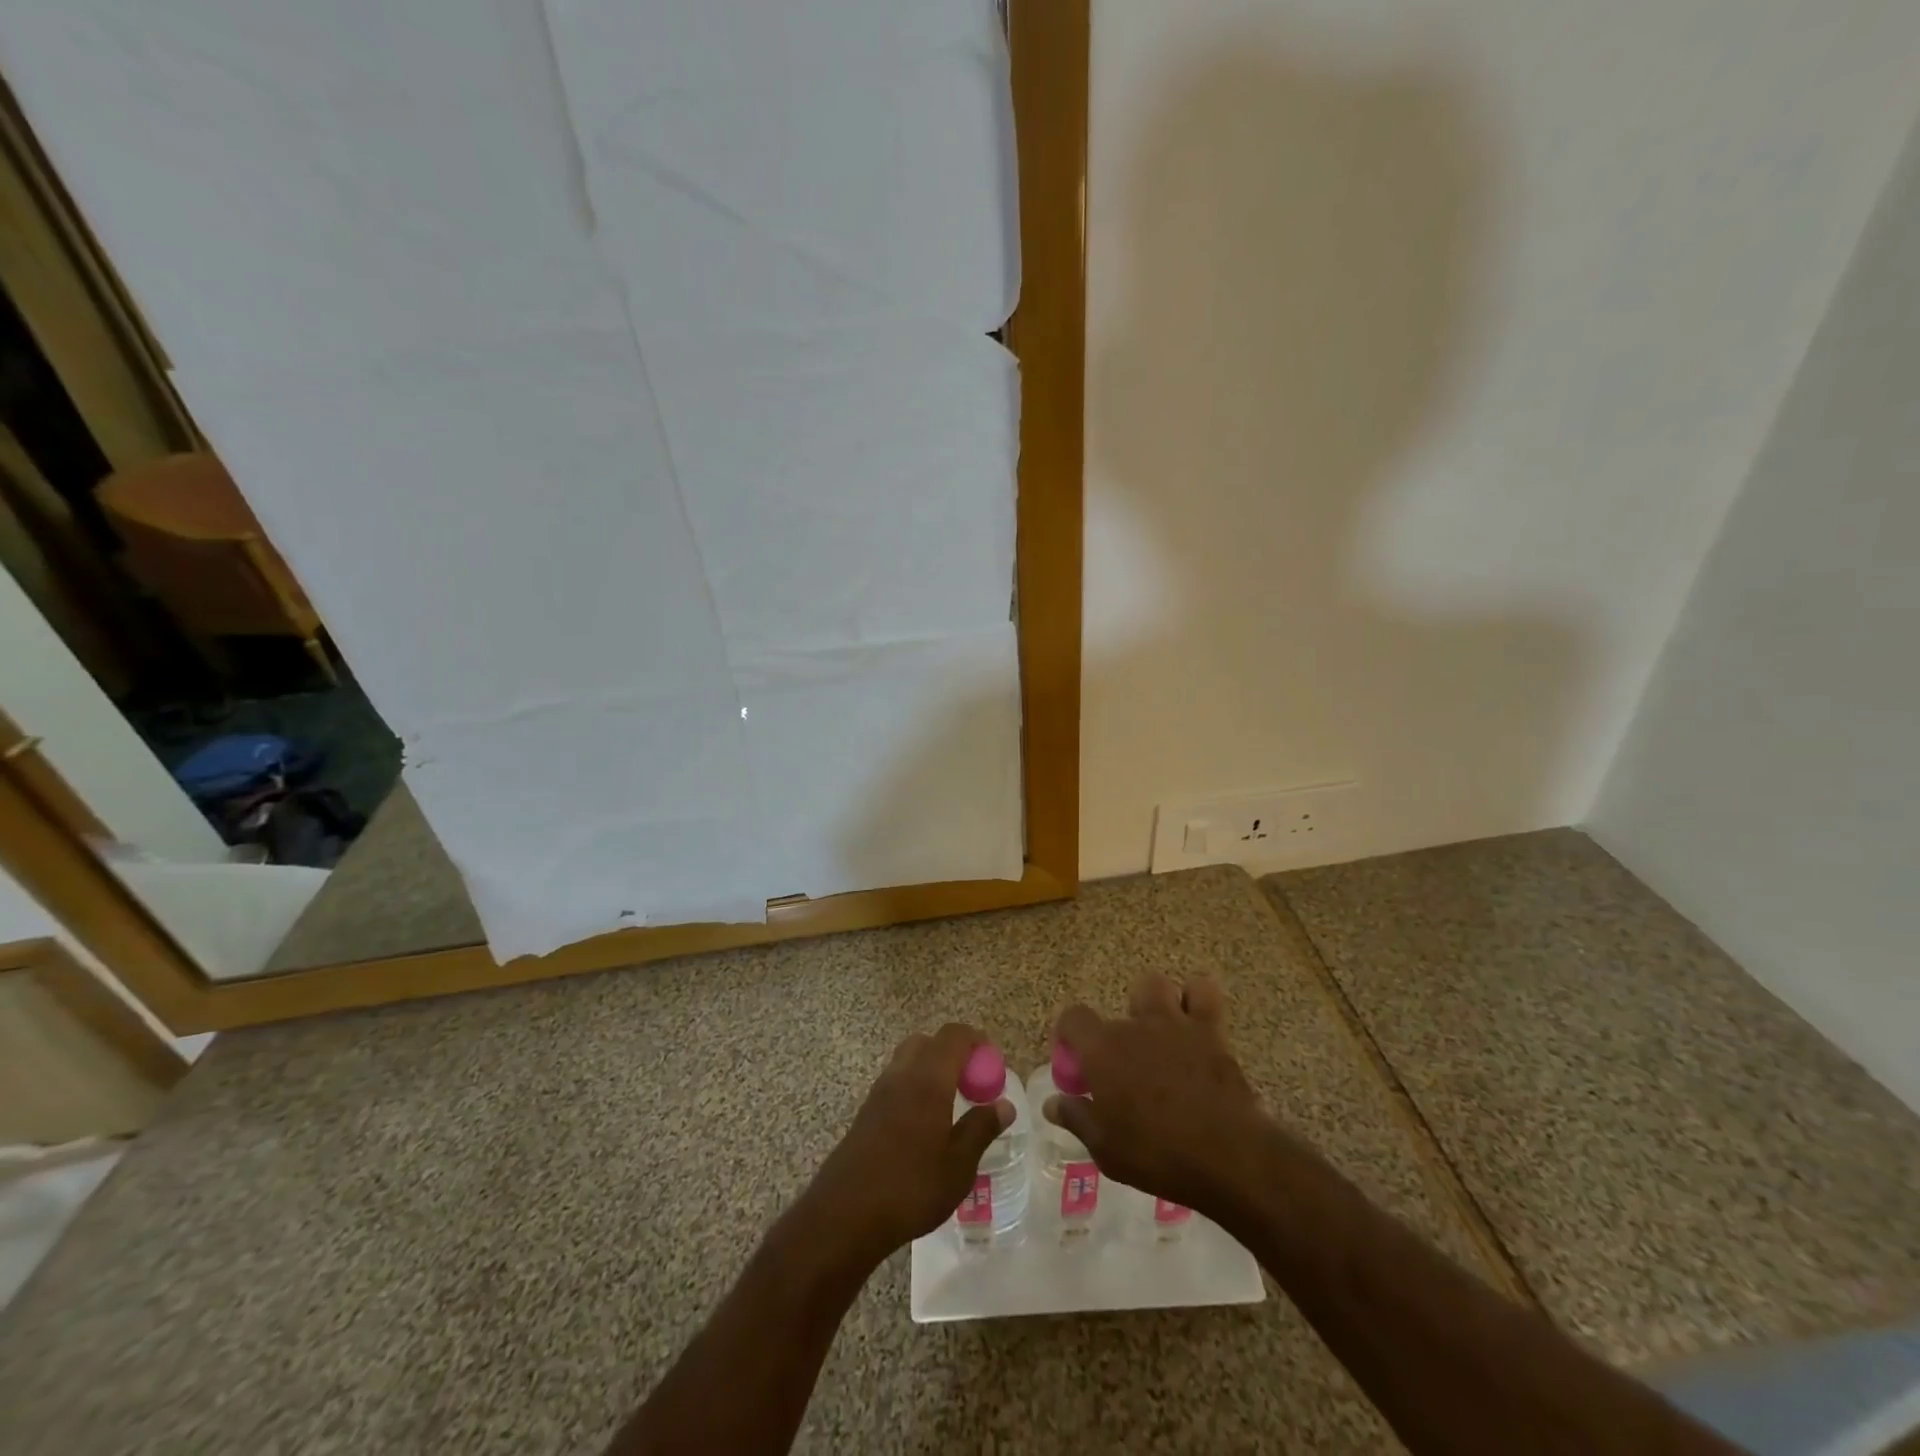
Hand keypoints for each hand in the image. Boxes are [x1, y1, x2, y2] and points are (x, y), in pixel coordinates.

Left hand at [806, 1022, 1013, 1260]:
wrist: (845, 1215)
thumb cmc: (911, 1187)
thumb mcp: (959, 1165)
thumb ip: (981, 1128)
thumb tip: (1004, 1105)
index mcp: (928, 1079)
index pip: (953, 1036)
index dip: (976, 1039)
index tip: (993, 1060)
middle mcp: (902, 1075)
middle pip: (927, 1042)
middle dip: (952, 1052)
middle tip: (972, 1082)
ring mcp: (879, 1092)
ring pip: (908, 1061)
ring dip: (931, 1069)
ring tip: (950, 1105)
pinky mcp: (866, 1112)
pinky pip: (896, 1083)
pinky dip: (914, 1088)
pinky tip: (924, 1125)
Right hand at [1045, 972, 1268, 1214]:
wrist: (1228, 1157)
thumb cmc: (1158, 1156)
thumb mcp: (1106, 1149)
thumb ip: (1077, 1119)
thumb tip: (1052, 1103)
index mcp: (1103, 1050)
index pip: (1073, 1018)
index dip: (1070, 1034)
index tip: (1076, 1060)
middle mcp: (1135, 1026)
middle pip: (1117, 1004)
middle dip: (1123, 1024)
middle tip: (1129, 1059)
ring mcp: (1174, 1023)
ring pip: (1156, 985)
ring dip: (1156, 1003)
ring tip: (1161, 1033)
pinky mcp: (1211, 1031)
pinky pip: (1202, 993)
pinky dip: (1196, 1000)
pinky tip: (1195, 1024)